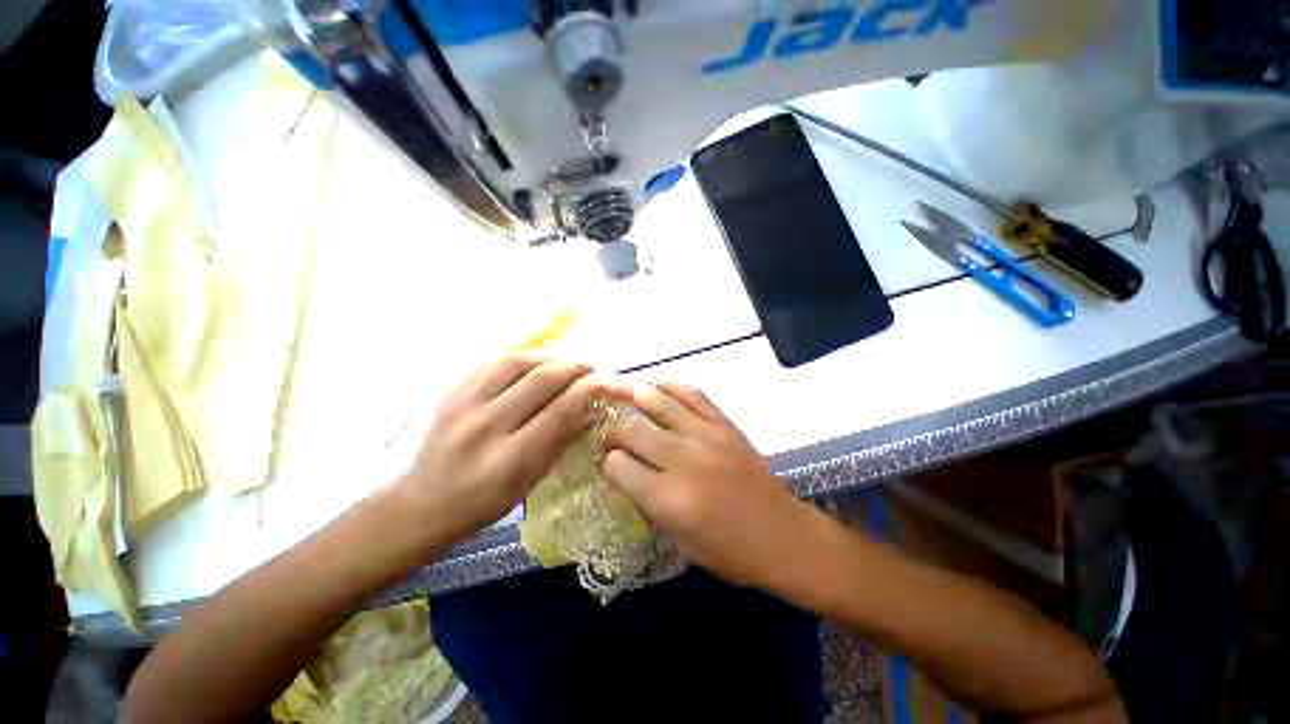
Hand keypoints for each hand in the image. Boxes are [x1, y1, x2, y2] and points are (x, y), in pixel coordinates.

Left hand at [392, 354, 601, 545]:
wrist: (421, 503)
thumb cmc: (484, 502)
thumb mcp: (530, 481)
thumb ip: (561, 441)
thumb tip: (590, 409)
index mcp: (509, 460)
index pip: (558, 412)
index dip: (585, 391)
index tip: (602, 382)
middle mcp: (485, 427)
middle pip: (539, 380)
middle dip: (572, 368)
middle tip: (588, 368)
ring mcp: (462, 404)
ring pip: (515, 362)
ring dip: (548, 357)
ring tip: (562, 363)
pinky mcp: (450, 392)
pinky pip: (492, 361)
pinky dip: (521, 357)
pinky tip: (533, 363)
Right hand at [601, 380, 816, 588]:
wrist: (782, 535)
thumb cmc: (728, 550)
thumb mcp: (677, 540)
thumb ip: (647, 501)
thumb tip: (626, 469)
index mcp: (669, 499)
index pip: (619, 466)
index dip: (608, 463)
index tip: (609, 463)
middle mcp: (684, 461)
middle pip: (633, 429)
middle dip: (613, 430)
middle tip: (612, 435)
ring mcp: (707, 436)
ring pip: (660, 403)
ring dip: (634, 394)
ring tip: (621, 392)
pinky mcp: (725, 425)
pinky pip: (693, 395)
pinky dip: (671, 385)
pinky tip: (656, 383)